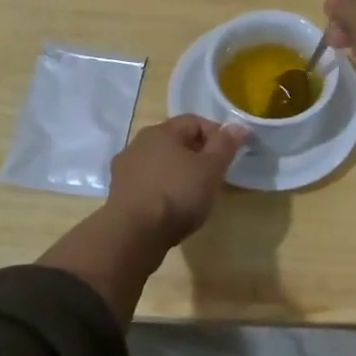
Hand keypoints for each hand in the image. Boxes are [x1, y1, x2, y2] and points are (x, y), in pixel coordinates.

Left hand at [106, 114, 248, 249]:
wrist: (134, 233)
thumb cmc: (178, 194)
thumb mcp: (211, 168)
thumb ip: (225, 145)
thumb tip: (237, 126)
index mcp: (161, 131)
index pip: (195, 121)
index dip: (217, 135)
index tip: (229, 157)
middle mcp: (138, 143)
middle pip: (175, 142)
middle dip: (197, 155)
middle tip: (214, 177)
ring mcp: (124, 169)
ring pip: (160, 163)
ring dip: (177, 173)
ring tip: (193, 195)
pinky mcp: (118, 193)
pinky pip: (147, 184)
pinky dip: (162, 190)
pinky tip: (171, 208)